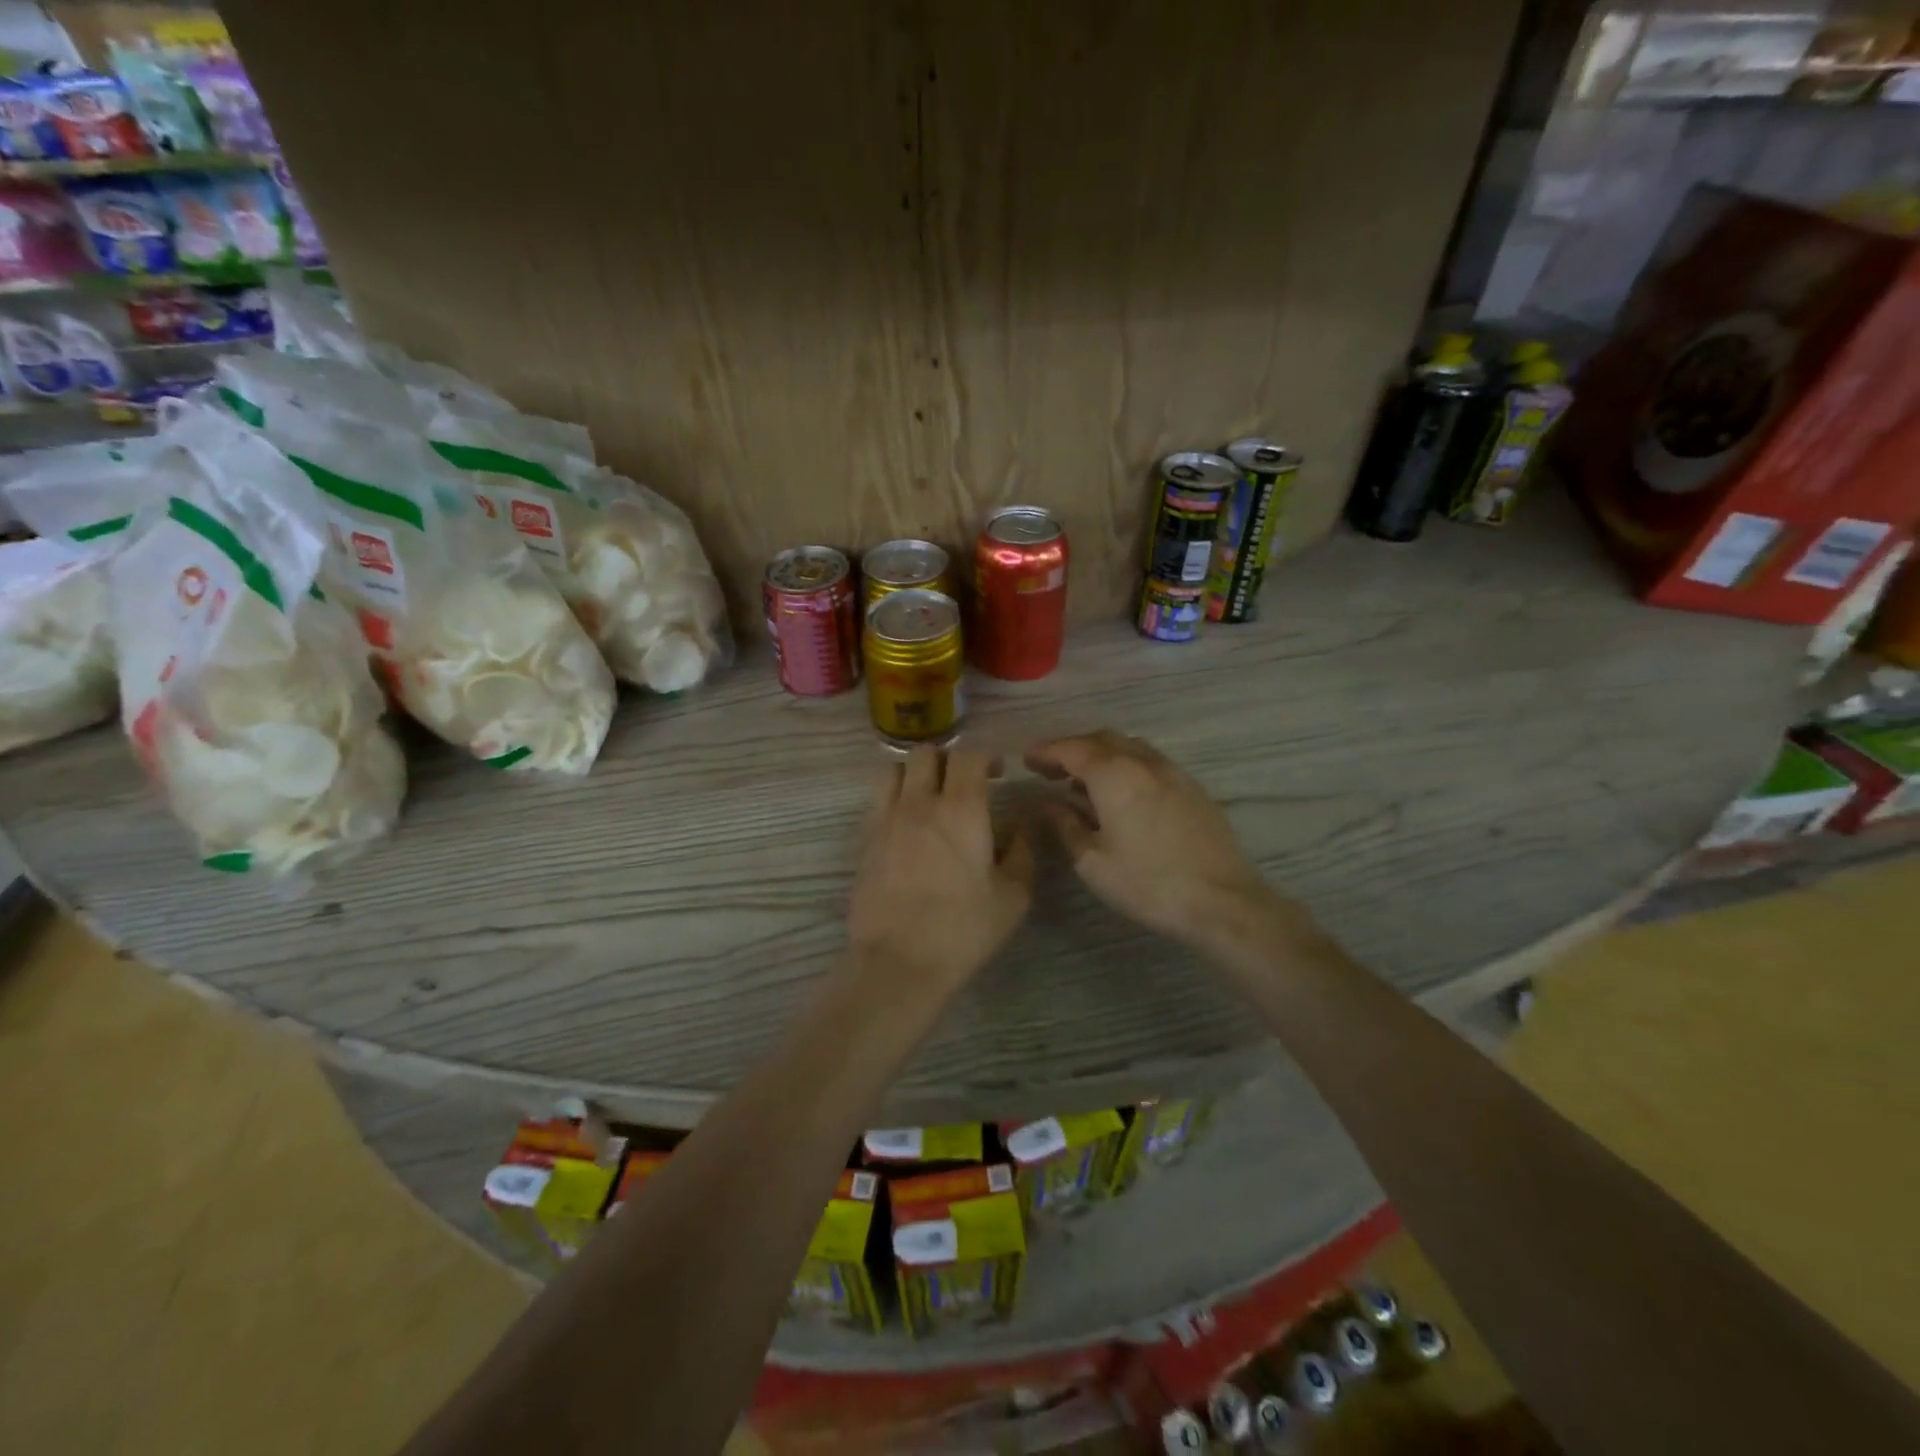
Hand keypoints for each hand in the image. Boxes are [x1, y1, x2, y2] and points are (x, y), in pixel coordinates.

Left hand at [847, 746, 1034, 994]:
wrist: (898, 961)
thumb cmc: (963, 929)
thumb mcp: (1013, 895)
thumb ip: (1021, 850)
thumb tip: (1020, 825)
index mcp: (961, 808)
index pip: (968, 755)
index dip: (985, 756)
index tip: (996, 773)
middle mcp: (919, 802)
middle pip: (926, 752)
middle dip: (948, 759)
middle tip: (962, 783)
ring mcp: (885, 819)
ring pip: (894, 770)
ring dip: (915, 774)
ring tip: (929, 797)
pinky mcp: (864, 840)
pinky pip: (877, 800)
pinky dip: (893, 799)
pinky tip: (906, 826)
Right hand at [1025, 730, 1281, 950]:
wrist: (1223, 901)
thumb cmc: (1148, 883)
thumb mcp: (1092, 861)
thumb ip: (1064, 825)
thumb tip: (1044, 804)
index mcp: (1115, 775)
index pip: (1072, 749)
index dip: (1046, 751)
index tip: (1026, 759)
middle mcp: (1144, 762)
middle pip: (1101, 739)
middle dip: (1072, 748)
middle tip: (1049, 769)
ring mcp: (1173, 772)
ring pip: (1129, 747)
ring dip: (1100, 754)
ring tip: (1081, 780)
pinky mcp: (1192, 788)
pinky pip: (1150, 761)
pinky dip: (1125, 765)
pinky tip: (1120, 793)